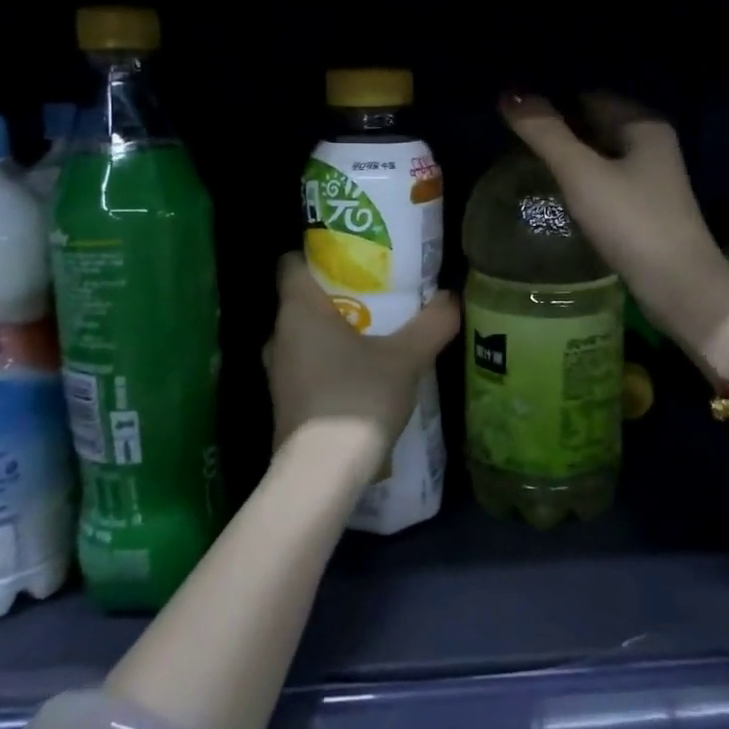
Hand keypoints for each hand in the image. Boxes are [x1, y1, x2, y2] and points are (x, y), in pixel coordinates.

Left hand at [264, 252, 458, 477]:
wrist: (322, 474)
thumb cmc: (358, 398)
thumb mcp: (406, 357)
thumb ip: (431, 323)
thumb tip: (451, 297)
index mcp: (298, 310)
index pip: (291, 263)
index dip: (317, 254)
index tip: (351, 257)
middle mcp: (279, 335)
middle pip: (302, 300)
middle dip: (336, 295)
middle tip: (375, 294)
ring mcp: (277, 372)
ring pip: (303, 335)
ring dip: (333, 331)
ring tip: (374, 333)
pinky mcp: (285, 402)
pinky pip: (306, 365)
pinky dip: (329, 361)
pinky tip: (361, 373)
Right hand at [500, 93, 728, 355]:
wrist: (679, 286)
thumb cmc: (631, 222)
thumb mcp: (581, 173)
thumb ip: (545, 133)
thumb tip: (508, 94)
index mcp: (643, 124)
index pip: (588, 97)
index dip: (552, 103)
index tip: (515, 117)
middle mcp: (652, 144)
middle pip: (595, 124)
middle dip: (559, 131)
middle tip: (513, 143)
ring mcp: (651, 178)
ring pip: (600, 155)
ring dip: (569, 158)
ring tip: (528, 166)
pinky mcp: (645, 208)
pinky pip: (606, 181)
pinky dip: (582, 182)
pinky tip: (559, 194)